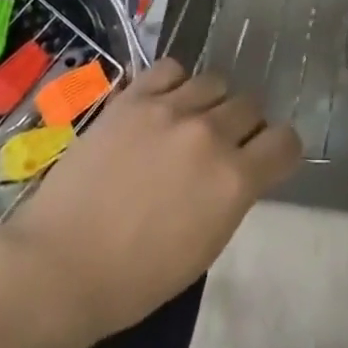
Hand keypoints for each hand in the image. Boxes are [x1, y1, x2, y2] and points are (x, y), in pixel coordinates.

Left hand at [0, 59, 301, 339]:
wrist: (61, 264)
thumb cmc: (136, 279)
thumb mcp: (205, 246)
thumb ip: (232, 195)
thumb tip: (238, 168)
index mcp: (235, 180)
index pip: (286, 141)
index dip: (280, 150)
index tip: (266, 158)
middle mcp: (211, 134)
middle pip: (251, 105)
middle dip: (245, 125)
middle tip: (222, 145)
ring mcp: (171, 109)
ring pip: (216, 81)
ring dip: (212, 102)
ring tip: (190, 121)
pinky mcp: (134, 97)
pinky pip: (171, 68)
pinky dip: (175, 83)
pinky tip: (163, 104)